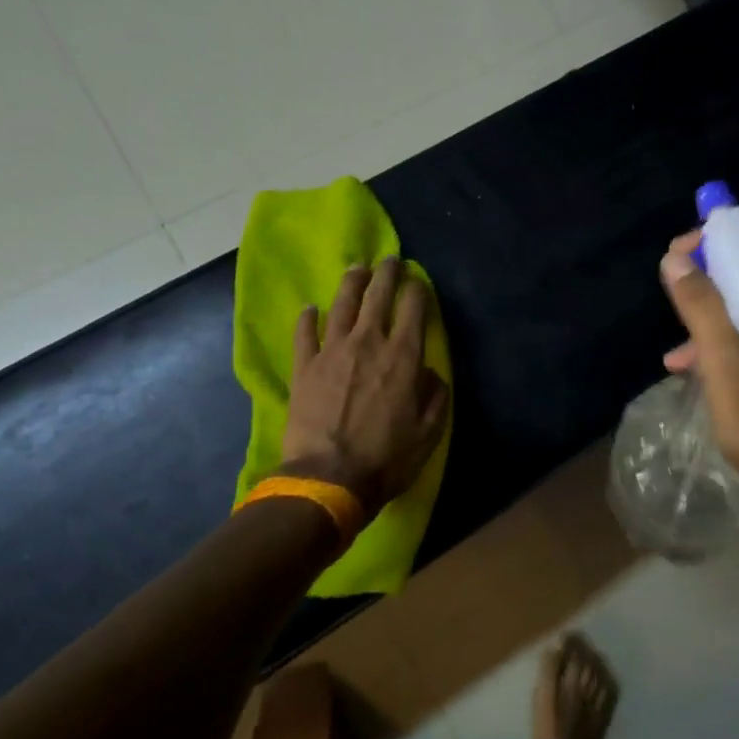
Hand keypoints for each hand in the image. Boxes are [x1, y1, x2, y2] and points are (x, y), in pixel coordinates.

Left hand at [280, 258, 448, 520]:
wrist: (330, 478)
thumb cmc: (387, 458)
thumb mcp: (430, 431)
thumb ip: (435, 394)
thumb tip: (429, 372)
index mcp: (403, 356)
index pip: (414, 308)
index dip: (418, 289)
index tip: (419, 282)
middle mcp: (368, 342)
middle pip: (377, 295)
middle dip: (387, 273)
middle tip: (390, 259)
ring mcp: (332, 351)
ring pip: (342, 304)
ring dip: (351, 283)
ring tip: (357, 269)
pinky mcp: (304, 367)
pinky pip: (305, 333)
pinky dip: (308, 318)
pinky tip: (310, 308)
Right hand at [659, 231, 738, 520]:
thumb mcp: (725, 370)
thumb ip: (702, 310)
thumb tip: (676, 259)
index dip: (711, 242)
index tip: (674, 257)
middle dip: (709, 278)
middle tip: (671, 292)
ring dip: (717, 313)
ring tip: (678, 344)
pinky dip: (735, 336)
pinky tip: (698, 364)